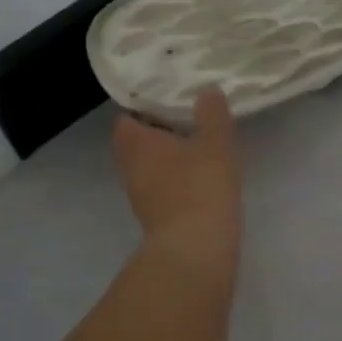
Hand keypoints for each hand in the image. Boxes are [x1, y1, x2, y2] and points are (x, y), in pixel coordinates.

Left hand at [112, 88, 242, 269]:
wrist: (195, 249)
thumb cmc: (201, 187)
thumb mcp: (215, 143)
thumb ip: (212, 115)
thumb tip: (206, 90)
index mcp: (137, 143)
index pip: (125, 119)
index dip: (141, 108)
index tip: (164, 101)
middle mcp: (130, 168)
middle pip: (133, 145)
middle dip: (153, 134)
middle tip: (181, 122)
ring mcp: (139, 197)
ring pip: (145, 169)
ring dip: (163, 160)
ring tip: (192, 148)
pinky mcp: (154, 219)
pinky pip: (158, 190)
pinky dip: (172, 181)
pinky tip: (196, 179)